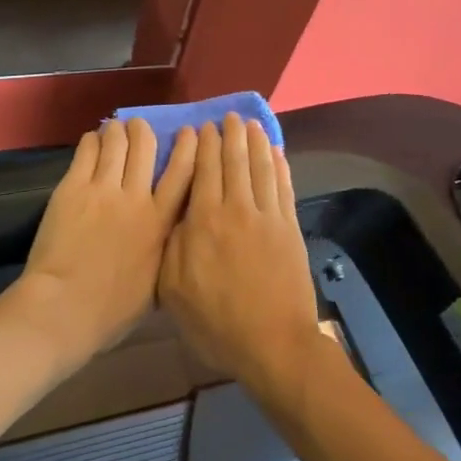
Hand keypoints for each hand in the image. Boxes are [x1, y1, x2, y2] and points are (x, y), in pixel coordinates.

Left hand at [16, 117, 196, 359]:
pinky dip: (93, 140)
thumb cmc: (112, 310)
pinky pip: (87, 151)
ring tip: (116, 127)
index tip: (190, 133)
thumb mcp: (157, 283)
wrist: (65, 307)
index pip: (183, 173)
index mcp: (161, 223)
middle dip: (144, 131)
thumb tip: (170, 235)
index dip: (188, 147)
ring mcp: (103, 189)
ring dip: (118, 130)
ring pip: (116, 142)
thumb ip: (165, 250)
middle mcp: (136, 198)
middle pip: (146, 147)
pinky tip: (93, 139)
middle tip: (140, 126)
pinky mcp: (73, 187)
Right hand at [159, 114, 321, 395]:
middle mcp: (236, 208)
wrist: (273, 344)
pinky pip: (283, 186)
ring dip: (254, 142)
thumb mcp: (173, 289)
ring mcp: (267, 217)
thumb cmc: (216, 321)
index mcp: (203, 221)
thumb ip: (171, 245)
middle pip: (233, 161)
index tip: (200, 127)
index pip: (202, 170)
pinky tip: (275, 152)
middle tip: (226, 117)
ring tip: (249, 123)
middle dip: (228, 135)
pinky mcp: (289, 228)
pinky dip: (279, 165)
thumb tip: (173, 212)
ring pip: (260, 167)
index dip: (202, 145)